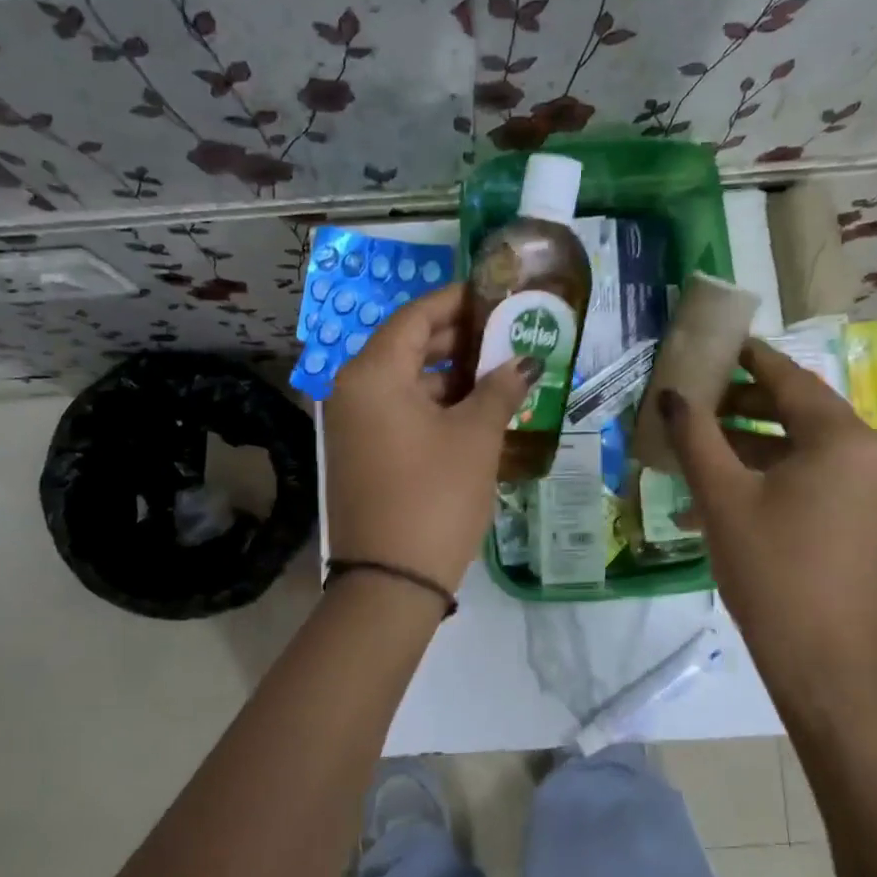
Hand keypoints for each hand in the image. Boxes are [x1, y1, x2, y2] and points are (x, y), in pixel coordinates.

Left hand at [323, 283, 538, 591]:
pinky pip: (398, 412)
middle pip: (407, 347)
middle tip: (506, 335)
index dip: (457, 302)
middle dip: (458, 341)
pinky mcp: (360, 453)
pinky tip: (473, 412)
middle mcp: (352, 391)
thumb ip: (499, 389)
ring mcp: (352, 425)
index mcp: (372, 374)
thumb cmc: (434, 496)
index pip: (415, 317)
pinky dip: (433, 407)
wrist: (390, 580)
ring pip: (405, 383)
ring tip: (499, 374)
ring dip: (449, 377)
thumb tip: (525, 361)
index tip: (494, 296)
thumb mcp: (475, 438)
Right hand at [658, 338, 876, 688]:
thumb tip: (671, 395)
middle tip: (692, 402)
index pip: (789, 379)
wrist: (828, 667)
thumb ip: (695, 438)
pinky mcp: (862, 524)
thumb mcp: (723, 500)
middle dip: (740, 407)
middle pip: (796, 413)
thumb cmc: (773, 572)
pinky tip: (719, 502)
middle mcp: (868, 456)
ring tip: (695, 451)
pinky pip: (810, 484)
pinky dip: (767, 481)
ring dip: (747, 449)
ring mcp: (870, 493)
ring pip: (799, 452)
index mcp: (842, 439)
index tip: (715, 344)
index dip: (748, 359)